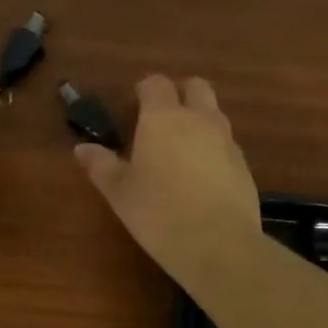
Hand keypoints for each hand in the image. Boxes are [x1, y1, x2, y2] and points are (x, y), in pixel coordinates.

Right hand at [74, 75, 261, 287]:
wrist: (218, 244)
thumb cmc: (158, 212)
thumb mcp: (120, 192)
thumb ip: (101, 165)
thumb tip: (82, 149)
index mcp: (163, 117)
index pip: (156, 83)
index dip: (144, 90)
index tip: (133, 107)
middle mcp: (199, 119)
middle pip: (196, 87)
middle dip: (180, 94)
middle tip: (161, 121)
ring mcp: (227, 141)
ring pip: (214, 114)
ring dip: (199, 121)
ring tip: (181, 151)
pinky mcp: (244, 165)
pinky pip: (227, 144)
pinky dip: (214, 149)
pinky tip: (202, 178)